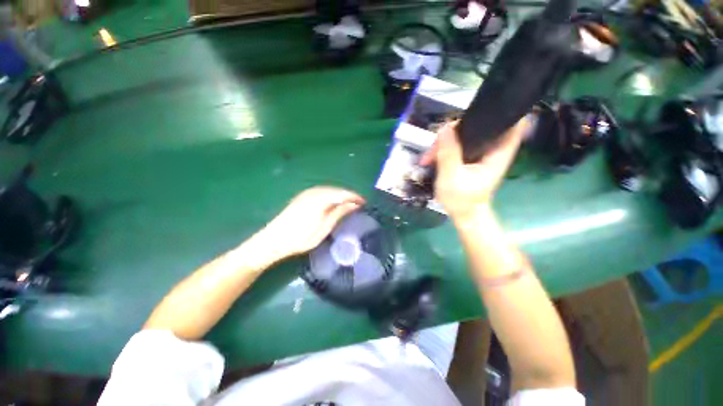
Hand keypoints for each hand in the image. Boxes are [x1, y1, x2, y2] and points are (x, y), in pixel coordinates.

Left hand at [262, 186, 364, 257]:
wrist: (273, 239)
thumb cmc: (301, 238)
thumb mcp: (324, 228)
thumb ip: (339, 213)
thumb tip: (354, 204)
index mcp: (321, 199)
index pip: (343, 193)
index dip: (355, 197)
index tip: (365, 203)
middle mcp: (314, 191)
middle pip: (337, 190)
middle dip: (349, 195)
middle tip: (358, 204)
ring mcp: (307, 193)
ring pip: (330, 190)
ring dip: (340, 195)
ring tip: (349, 204)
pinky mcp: (303, 196)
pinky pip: (322, 192)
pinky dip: (331, 196)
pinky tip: (334, 202)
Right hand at [419, 119, 526, 220]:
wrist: (462, 215)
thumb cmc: (461, 199)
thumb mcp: (452, 177)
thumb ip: (449, 153)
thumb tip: (444, 128)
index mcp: (498, 153)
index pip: (511, 123)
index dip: (500, 110)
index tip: (479, 108)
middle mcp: (491, 149)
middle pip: (479, 126)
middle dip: (456, 130)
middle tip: (436, 143)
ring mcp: (479, 153)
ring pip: (464, 136)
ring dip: (445, 141)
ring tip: (428, 156)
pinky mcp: (469, 158)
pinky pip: (458, 144)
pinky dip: (444, 148)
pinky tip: (431, 157)